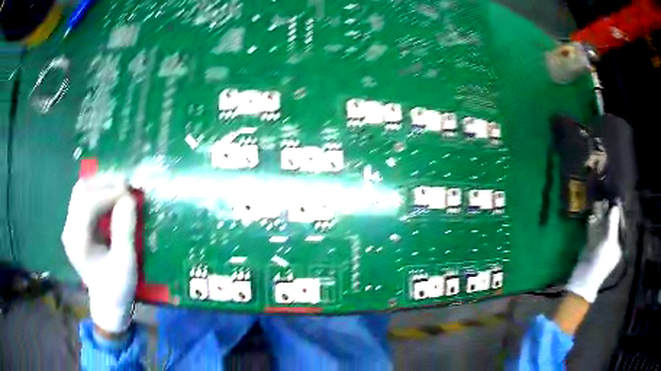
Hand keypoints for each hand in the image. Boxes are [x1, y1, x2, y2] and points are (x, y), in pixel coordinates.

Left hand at [62, 177, 136, 333]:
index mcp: (78, 243)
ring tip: (121, 188)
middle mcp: (69, 230)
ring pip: (82, 190)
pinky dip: (100, 191)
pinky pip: (85, 198)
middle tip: (126, 185)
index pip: (87, 204)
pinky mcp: (76, 225)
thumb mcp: (126, 264)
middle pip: (81, 191)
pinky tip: (112, 196)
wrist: (107, 302)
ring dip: (102, 184)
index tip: (129, 193)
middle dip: (104, 183)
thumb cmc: (117, 288)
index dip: (108, 193)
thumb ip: (124, 231)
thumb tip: (128, 199)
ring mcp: (71, 226)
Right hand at [566, 205, 622, 302]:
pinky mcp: (591, 243)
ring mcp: (600, 243)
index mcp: (618, 243)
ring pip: (601, 225)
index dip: (618, 212)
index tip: (615, 199)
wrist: (584, 277)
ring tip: (598, 200)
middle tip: (605, 197)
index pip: (620, 224)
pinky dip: (593, 221)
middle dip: (607, 212)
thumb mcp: (609, 242)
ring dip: (599, 214)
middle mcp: (611, 242)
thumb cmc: (601, 262)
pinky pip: (593, 229)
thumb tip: (615, 206)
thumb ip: (612, 224)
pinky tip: (591, 213)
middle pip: (610, 223)